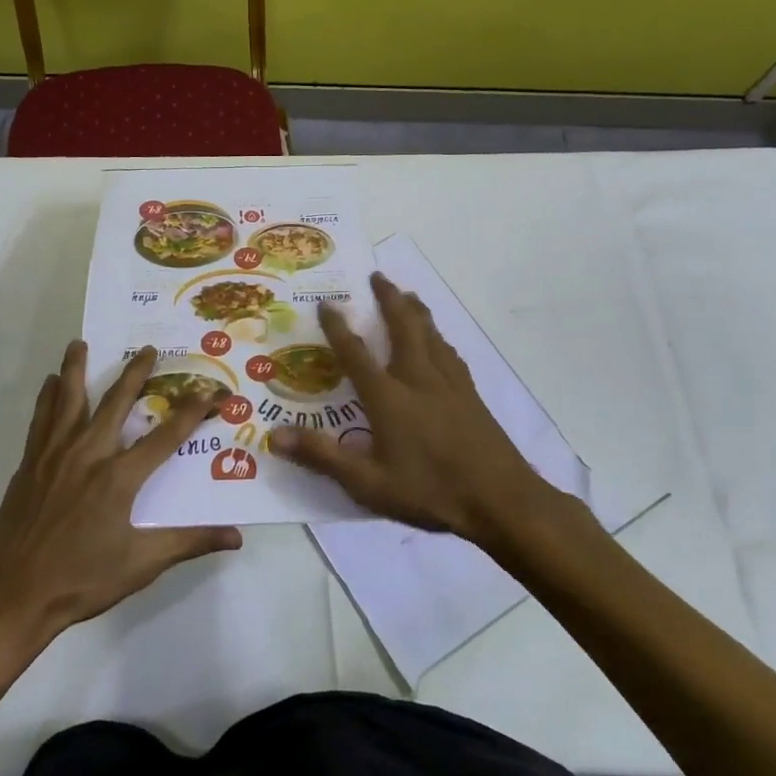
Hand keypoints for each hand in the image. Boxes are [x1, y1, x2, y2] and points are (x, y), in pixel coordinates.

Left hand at [0, 341, 242, 653]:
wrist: (14, 596)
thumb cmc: (81, 581)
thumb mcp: (142, 564)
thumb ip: (189, 542)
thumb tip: (236, 536)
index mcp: (119, 477)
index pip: (167, 435)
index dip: (193, 410)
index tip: (213, 390)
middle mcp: (88, 454)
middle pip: (116, 402)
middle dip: (136, 372)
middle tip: (149, 348)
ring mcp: (54, 456)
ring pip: (69, 400)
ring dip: (77, 369)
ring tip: (80, 343)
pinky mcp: (30, 464)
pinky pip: (40, 419)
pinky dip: (47, 397)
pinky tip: (49, 383)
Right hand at [269, 273, 578, 543]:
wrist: (501, 500)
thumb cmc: (430, 491)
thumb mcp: (368, 483)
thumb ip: (322, 456)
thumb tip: (273, 436)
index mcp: (389, 397)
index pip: (356, 354)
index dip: (338, 327)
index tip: (327, 303)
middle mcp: (419, 379)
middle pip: (403, 327)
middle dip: (389, 299)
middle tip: (377, 275)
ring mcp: (450, 385)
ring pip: (431, 335)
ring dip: (416, 311)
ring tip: (408, 295)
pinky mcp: (471, 396)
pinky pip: (451, 354)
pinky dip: (440, 339)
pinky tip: (442, 343)